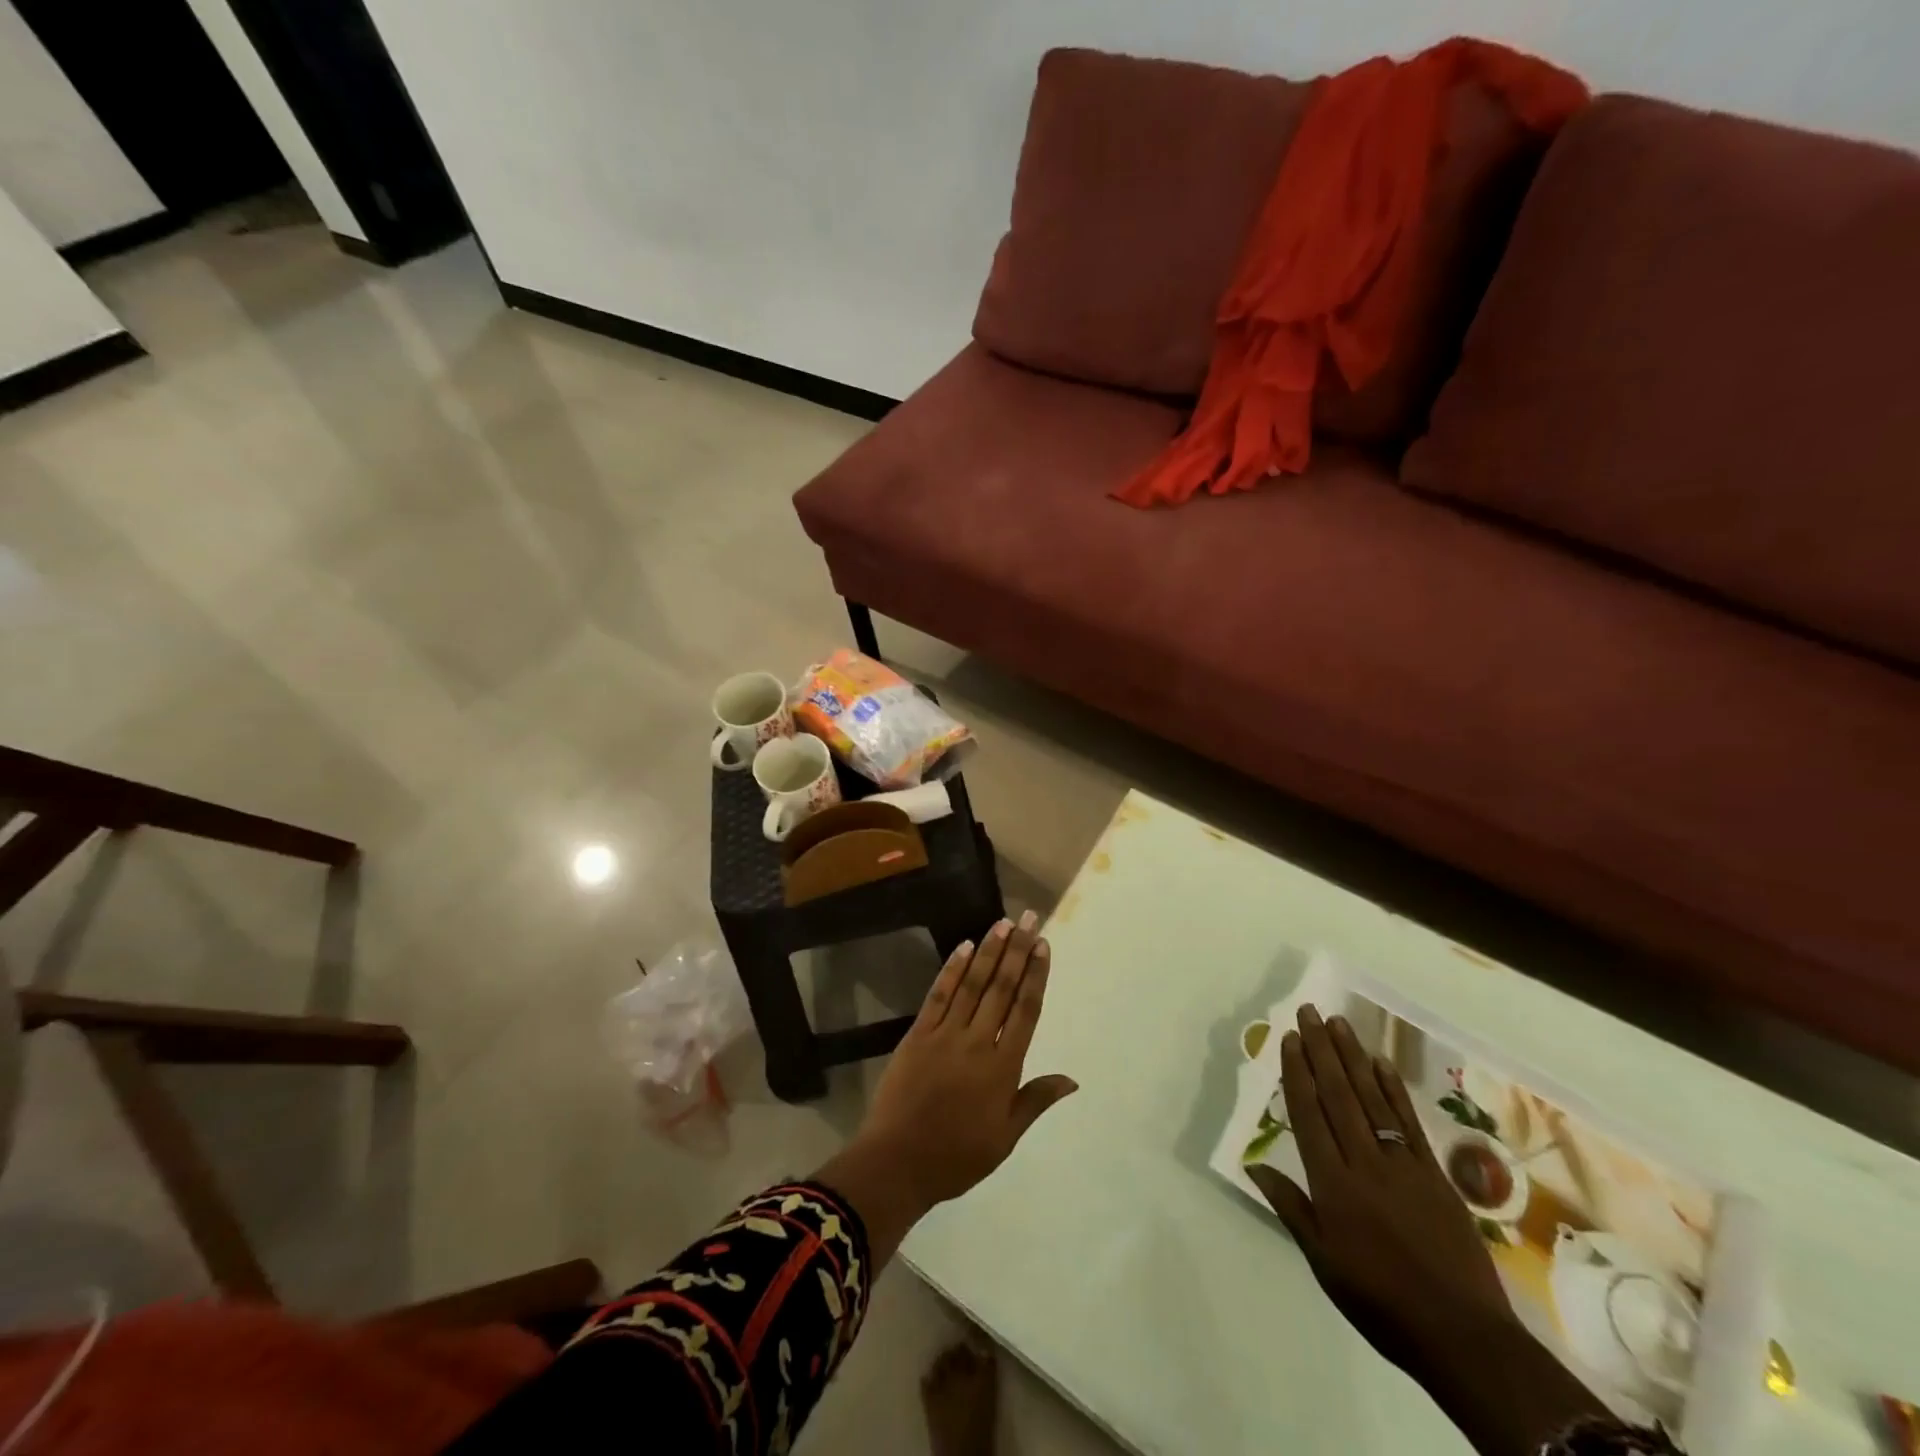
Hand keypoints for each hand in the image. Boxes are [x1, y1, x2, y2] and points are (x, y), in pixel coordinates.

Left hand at [861, 912, 1077, 1206]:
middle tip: (1030, 919)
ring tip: (1004, 923)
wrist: (897, 1162)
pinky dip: (952, 969)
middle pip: (1002, 988)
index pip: (1026, 1011)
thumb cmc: (957, 1156)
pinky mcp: (918, 1033)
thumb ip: (1035, 1100)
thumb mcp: (1005, 1138)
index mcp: (1003, 1068)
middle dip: (1018, 951)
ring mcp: (945, 1034)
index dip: (1036, 975)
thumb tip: (1072, 1079)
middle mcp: (978, 1042)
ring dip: (989, 952)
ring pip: (972, 984)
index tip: (1044, 946)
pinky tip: (964, 946)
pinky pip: (939, 995)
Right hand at [1249, 1005, 1606, 1455]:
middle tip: (1309, 1012)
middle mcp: (1364, 1162)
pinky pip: (1407, 1121)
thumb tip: (1254, 1164)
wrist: (1463, 1337)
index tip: (1290, 1038)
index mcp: (1333, 1184)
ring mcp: (1403, 1164)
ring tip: (1338, 1023)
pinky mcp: (1434, 1174)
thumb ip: (1291, 1207)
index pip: (1309, 1114)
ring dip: (1352, 1057)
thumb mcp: (1323, 1262)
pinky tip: (1380, 1062)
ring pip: (1371, 1098)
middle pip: (1338, 1095)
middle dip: (1320, 1050)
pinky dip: (1393, 1088)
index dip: (1297, 1072)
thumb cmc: (1381, 1301)